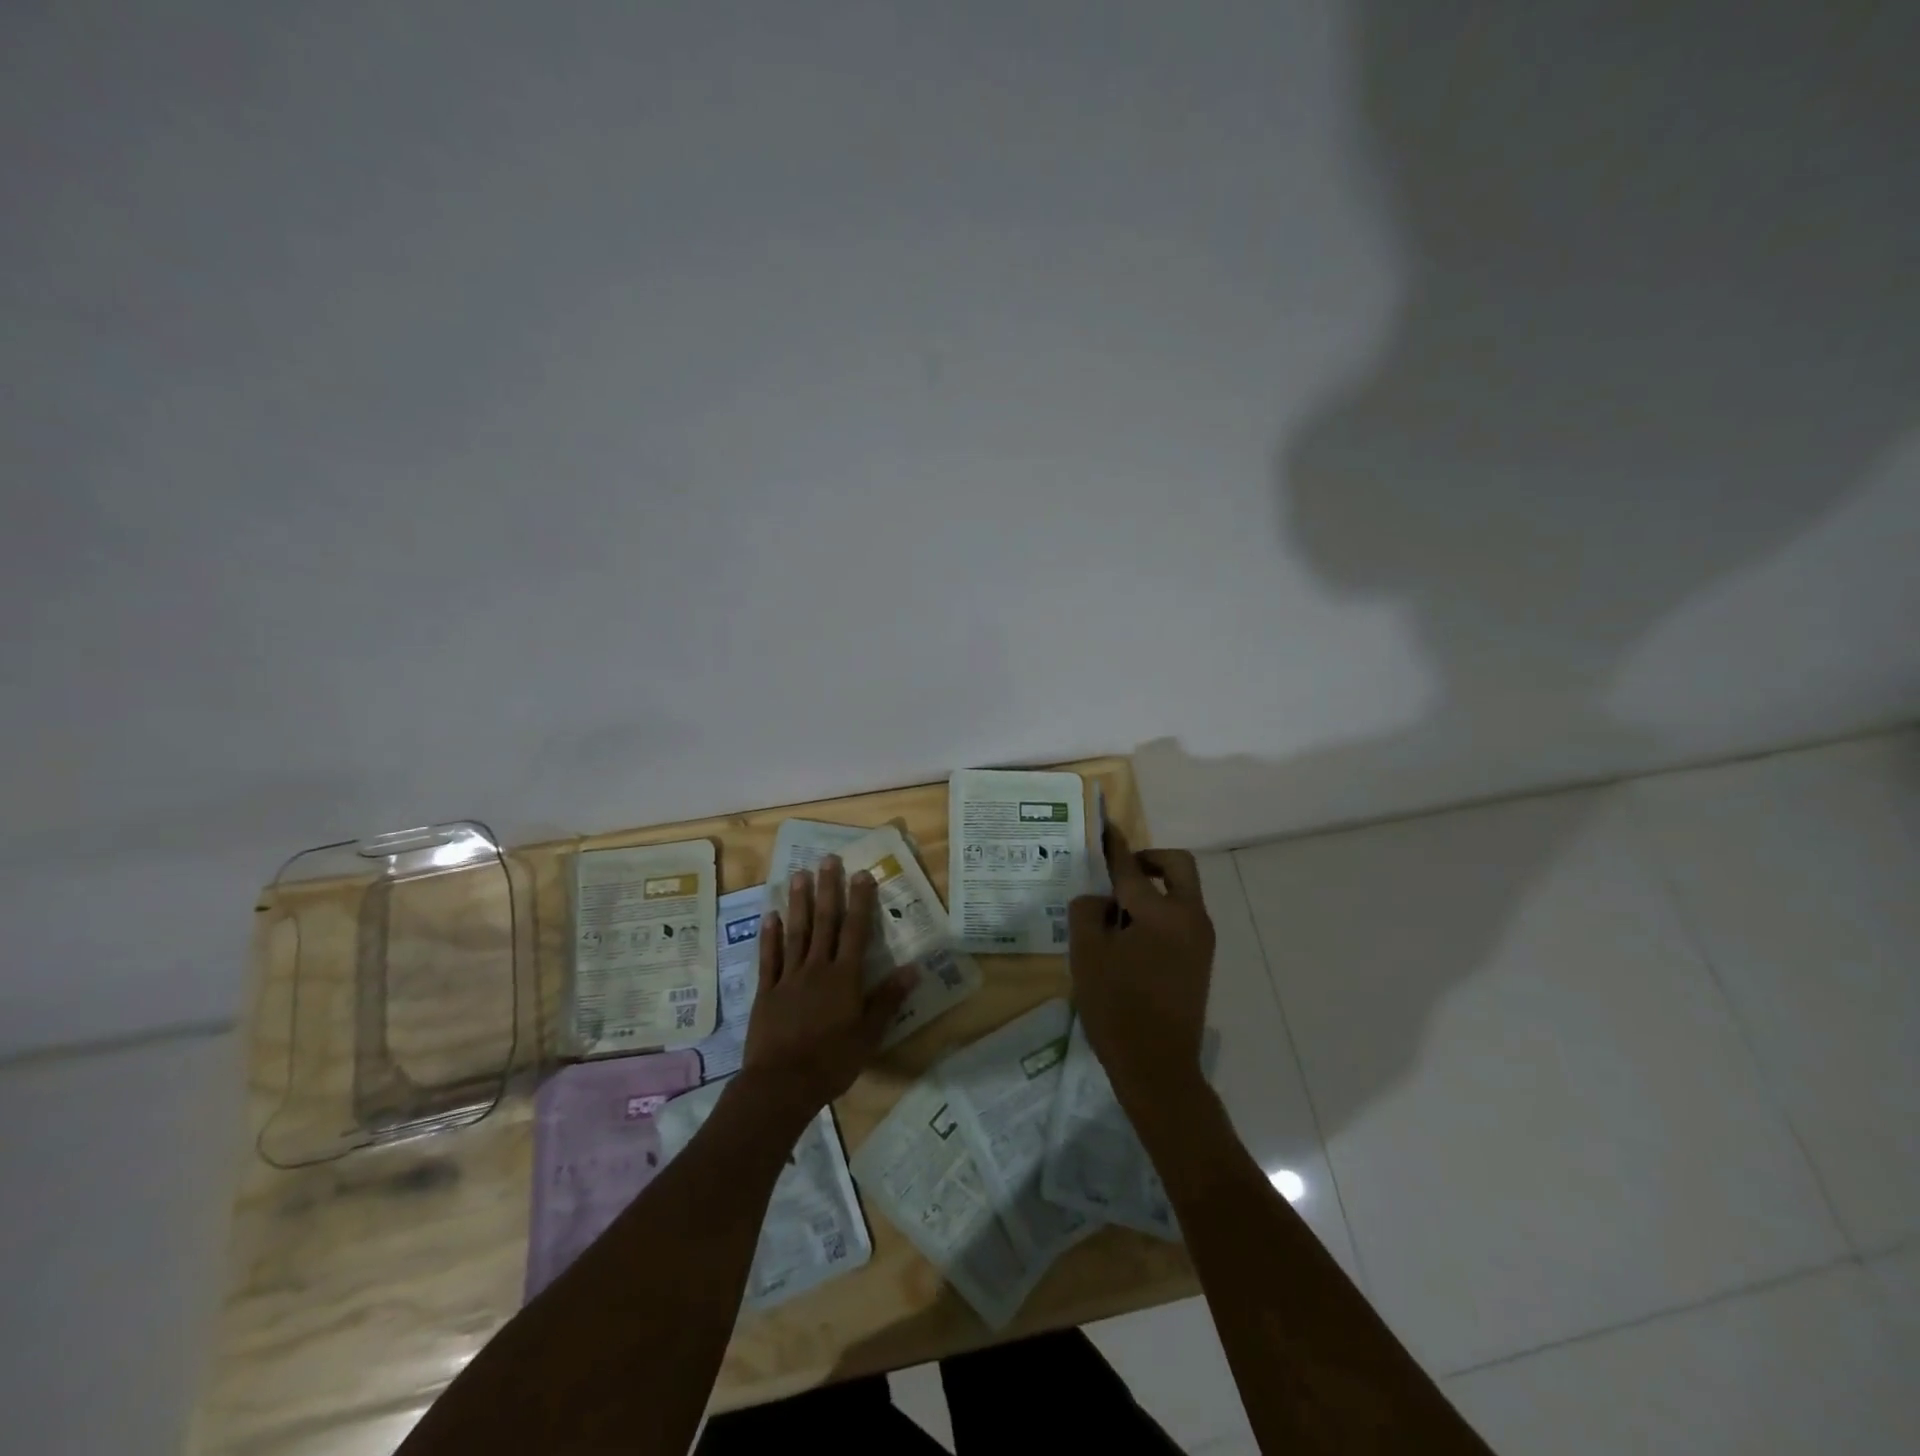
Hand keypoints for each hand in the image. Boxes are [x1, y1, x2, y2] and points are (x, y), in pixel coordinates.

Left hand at [741, 855, 914, 1115]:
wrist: (781, 1085)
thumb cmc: (832, 1062)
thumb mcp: (869, 1035)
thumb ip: (888, 999)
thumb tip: (914, 968)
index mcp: (844, 977)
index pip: (855, 930)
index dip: (860, 901)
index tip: (862, 873)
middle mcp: (816, 968)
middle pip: (824, 922)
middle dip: (828, 889)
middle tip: (828, 859)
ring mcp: (788, 978)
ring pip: (795, 933)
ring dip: (798, 903)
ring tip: (798, 875)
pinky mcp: (766, 992)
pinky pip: (769, 959)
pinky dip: (769, 936)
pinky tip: (770, 916)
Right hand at [1067, 826, 1215, 1105]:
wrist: (1158, 1066)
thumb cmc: (1117, 1007)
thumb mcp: (1087, 954)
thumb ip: (1088, 912)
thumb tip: (1100, 899)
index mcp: (1161, 913)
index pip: (1133, 868)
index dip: (1115, 847)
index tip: (1106, 828)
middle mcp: (1190, 917)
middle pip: (1178, 866)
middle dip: (1150, 859)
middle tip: (1120, 872)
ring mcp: (1201, 939)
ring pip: (1182, 891)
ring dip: (1155, 887)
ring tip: (1118, 911)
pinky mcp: (1202, 959)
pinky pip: (1183, 916)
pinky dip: (1161, 910)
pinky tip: (1132, 936)